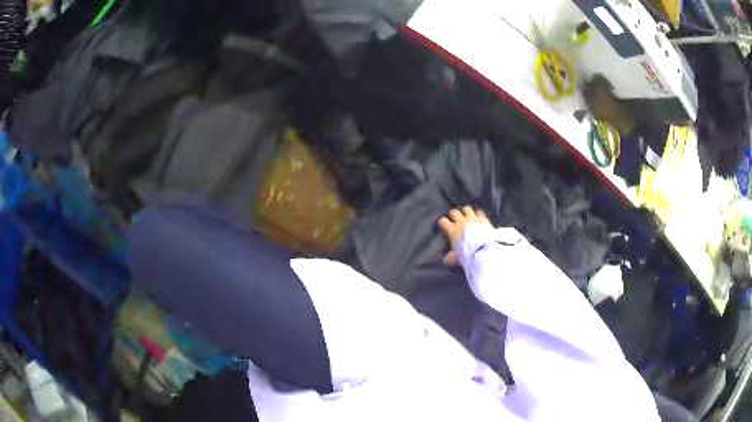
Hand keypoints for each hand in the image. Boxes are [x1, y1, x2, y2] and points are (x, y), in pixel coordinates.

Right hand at [438, 206, 492, 265]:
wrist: (484, 249)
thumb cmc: (468, 254)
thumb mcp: (456, 258)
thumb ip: (450, 257)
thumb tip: (444, 260)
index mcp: (452, 230)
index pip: (443, 221)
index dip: (442, 222)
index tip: (443, 225)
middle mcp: (461, 222)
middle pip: (454, 212)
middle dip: (453, 214)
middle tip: (455, 219)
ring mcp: (473, 218)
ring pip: (466, 208)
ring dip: (466, 211)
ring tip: (467, 215)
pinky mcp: (483, 218)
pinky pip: (479, 212)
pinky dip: (478, 214)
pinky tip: (479, 216)